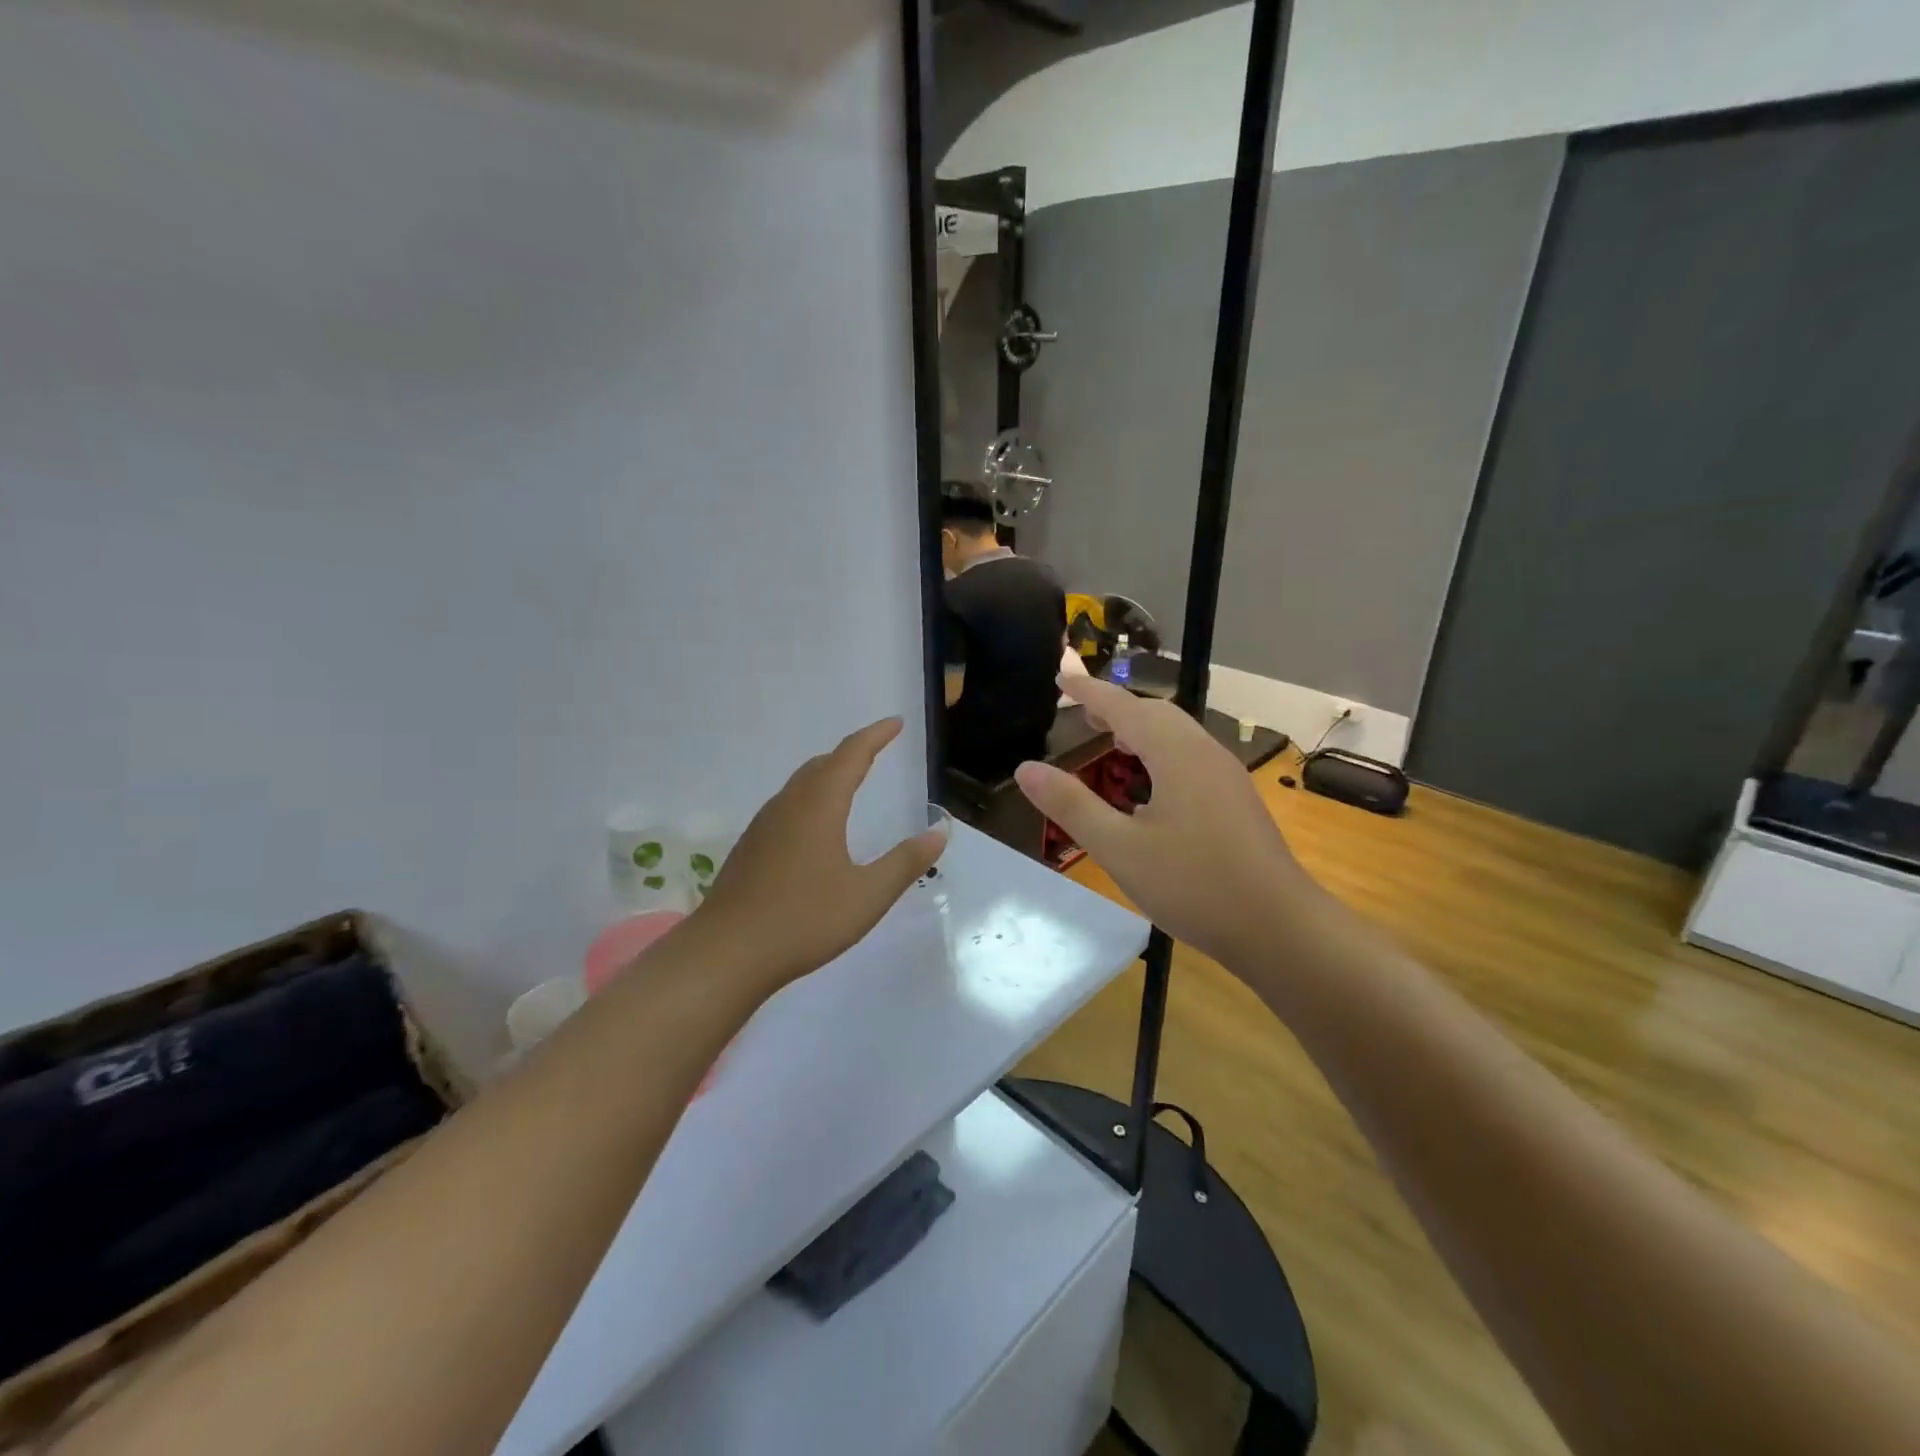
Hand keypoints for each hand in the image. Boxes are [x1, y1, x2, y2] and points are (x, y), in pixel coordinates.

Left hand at [695, 717, 946, 989]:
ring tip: (850, 781)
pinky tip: (815, 827)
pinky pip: (786, 806)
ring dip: (828, 774)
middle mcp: (788, 805)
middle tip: (877, 750)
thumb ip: (906, 862)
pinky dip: (810, 798)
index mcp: (819, 806)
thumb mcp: (867, 895)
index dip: (875, 735)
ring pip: (800, 785)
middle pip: (822, 765)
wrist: (726, 953)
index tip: (896, 723)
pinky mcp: (750, 848)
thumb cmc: (803, 920)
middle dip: (852, 753)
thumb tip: (939, 831)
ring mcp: (764, 826)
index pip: (851, 755)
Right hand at [1014, 678, 1319, 968]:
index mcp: (1175, 754)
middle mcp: (1204, 752)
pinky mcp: (1236, 800)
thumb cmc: (1194, 885)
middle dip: (1115, 706)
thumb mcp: (1120, 848)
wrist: (1279, 927)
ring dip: (1139, 729)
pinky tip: (1148, 787)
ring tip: (1109, 741)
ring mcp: (1226, 776)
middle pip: (1155, 713)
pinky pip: (1189, 757)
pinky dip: (1158, 753)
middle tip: (1080, 711)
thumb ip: (1071, 805)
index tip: (1060, 676)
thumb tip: (1025, 768)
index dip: (1088, 691)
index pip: (1123, 706)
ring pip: (1176, 735)